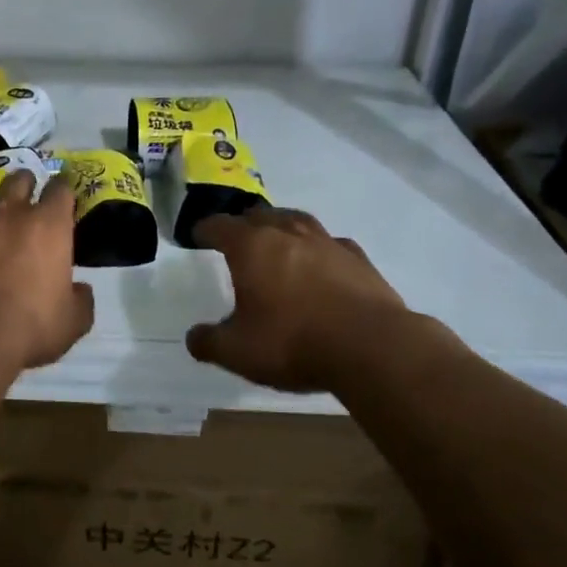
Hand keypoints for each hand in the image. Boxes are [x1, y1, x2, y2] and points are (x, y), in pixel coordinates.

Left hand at [0, 171, 94, 370]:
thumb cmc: (27, 329)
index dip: (62, 192)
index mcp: (48, 225)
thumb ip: (81, 299)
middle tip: (23, 209)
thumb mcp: (71, 323)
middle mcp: (9, 211)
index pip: (61, 189)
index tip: (61, 203)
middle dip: (24, 188)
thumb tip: (80, 289)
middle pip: (19, 179)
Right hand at [186, 207, 409, 392]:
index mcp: (251, 247)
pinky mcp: (359, 258)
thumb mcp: (237, 352)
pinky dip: (319, 250)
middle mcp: (287, 233)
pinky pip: (331, 244)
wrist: (372, 347)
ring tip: (277, 241)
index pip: (219, 226)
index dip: (204, 231)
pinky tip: (321, 264)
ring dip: (281, 227)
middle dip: (242, 224)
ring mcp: (327, 242)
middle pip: (258, 215)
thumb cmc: (293, 342)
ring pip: (296, 221)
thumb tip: (194, 338)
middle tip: (236, 240)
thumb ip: (209, 342)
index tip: (197, 237)